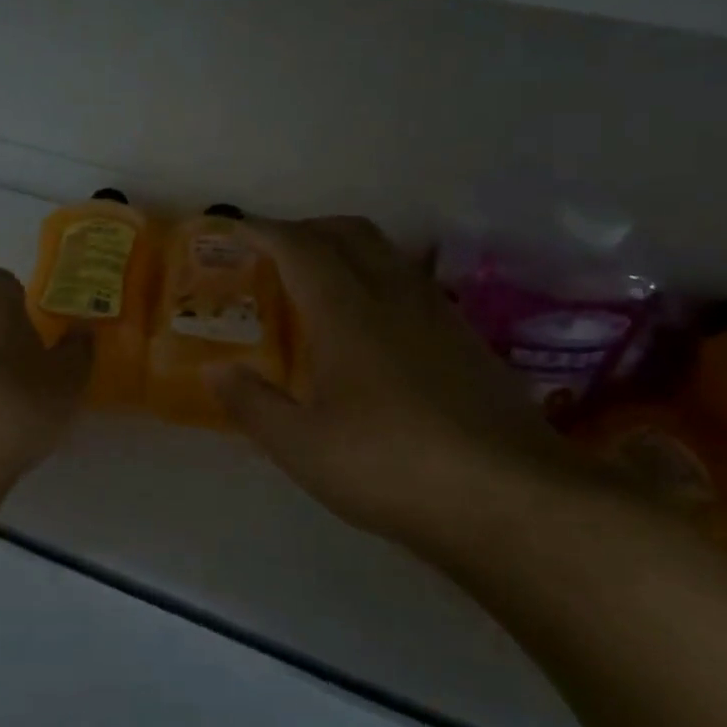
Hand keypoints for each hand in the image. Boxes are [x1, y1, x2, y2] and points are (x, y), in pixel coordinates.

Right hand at [206, 217, 582, 559]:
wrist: (511, 498)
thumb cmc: (391, 466)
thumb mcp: (302, 447)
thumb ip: (252, 404)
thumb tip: (216, 371)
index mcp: (348, 311)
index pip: (300, 247)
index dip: (263, 231)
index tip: (235, 228)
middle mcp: (395, 297)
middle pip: (350, 232)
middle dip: (307, 228)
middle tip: (275, 251)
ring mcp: (439, 315)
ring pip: (387, 254)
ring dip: (347, 249)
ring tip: (320, 283)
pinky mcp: (467, 341)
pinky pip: (412, 284)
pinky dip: (379, 279)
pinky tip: (373, 327)